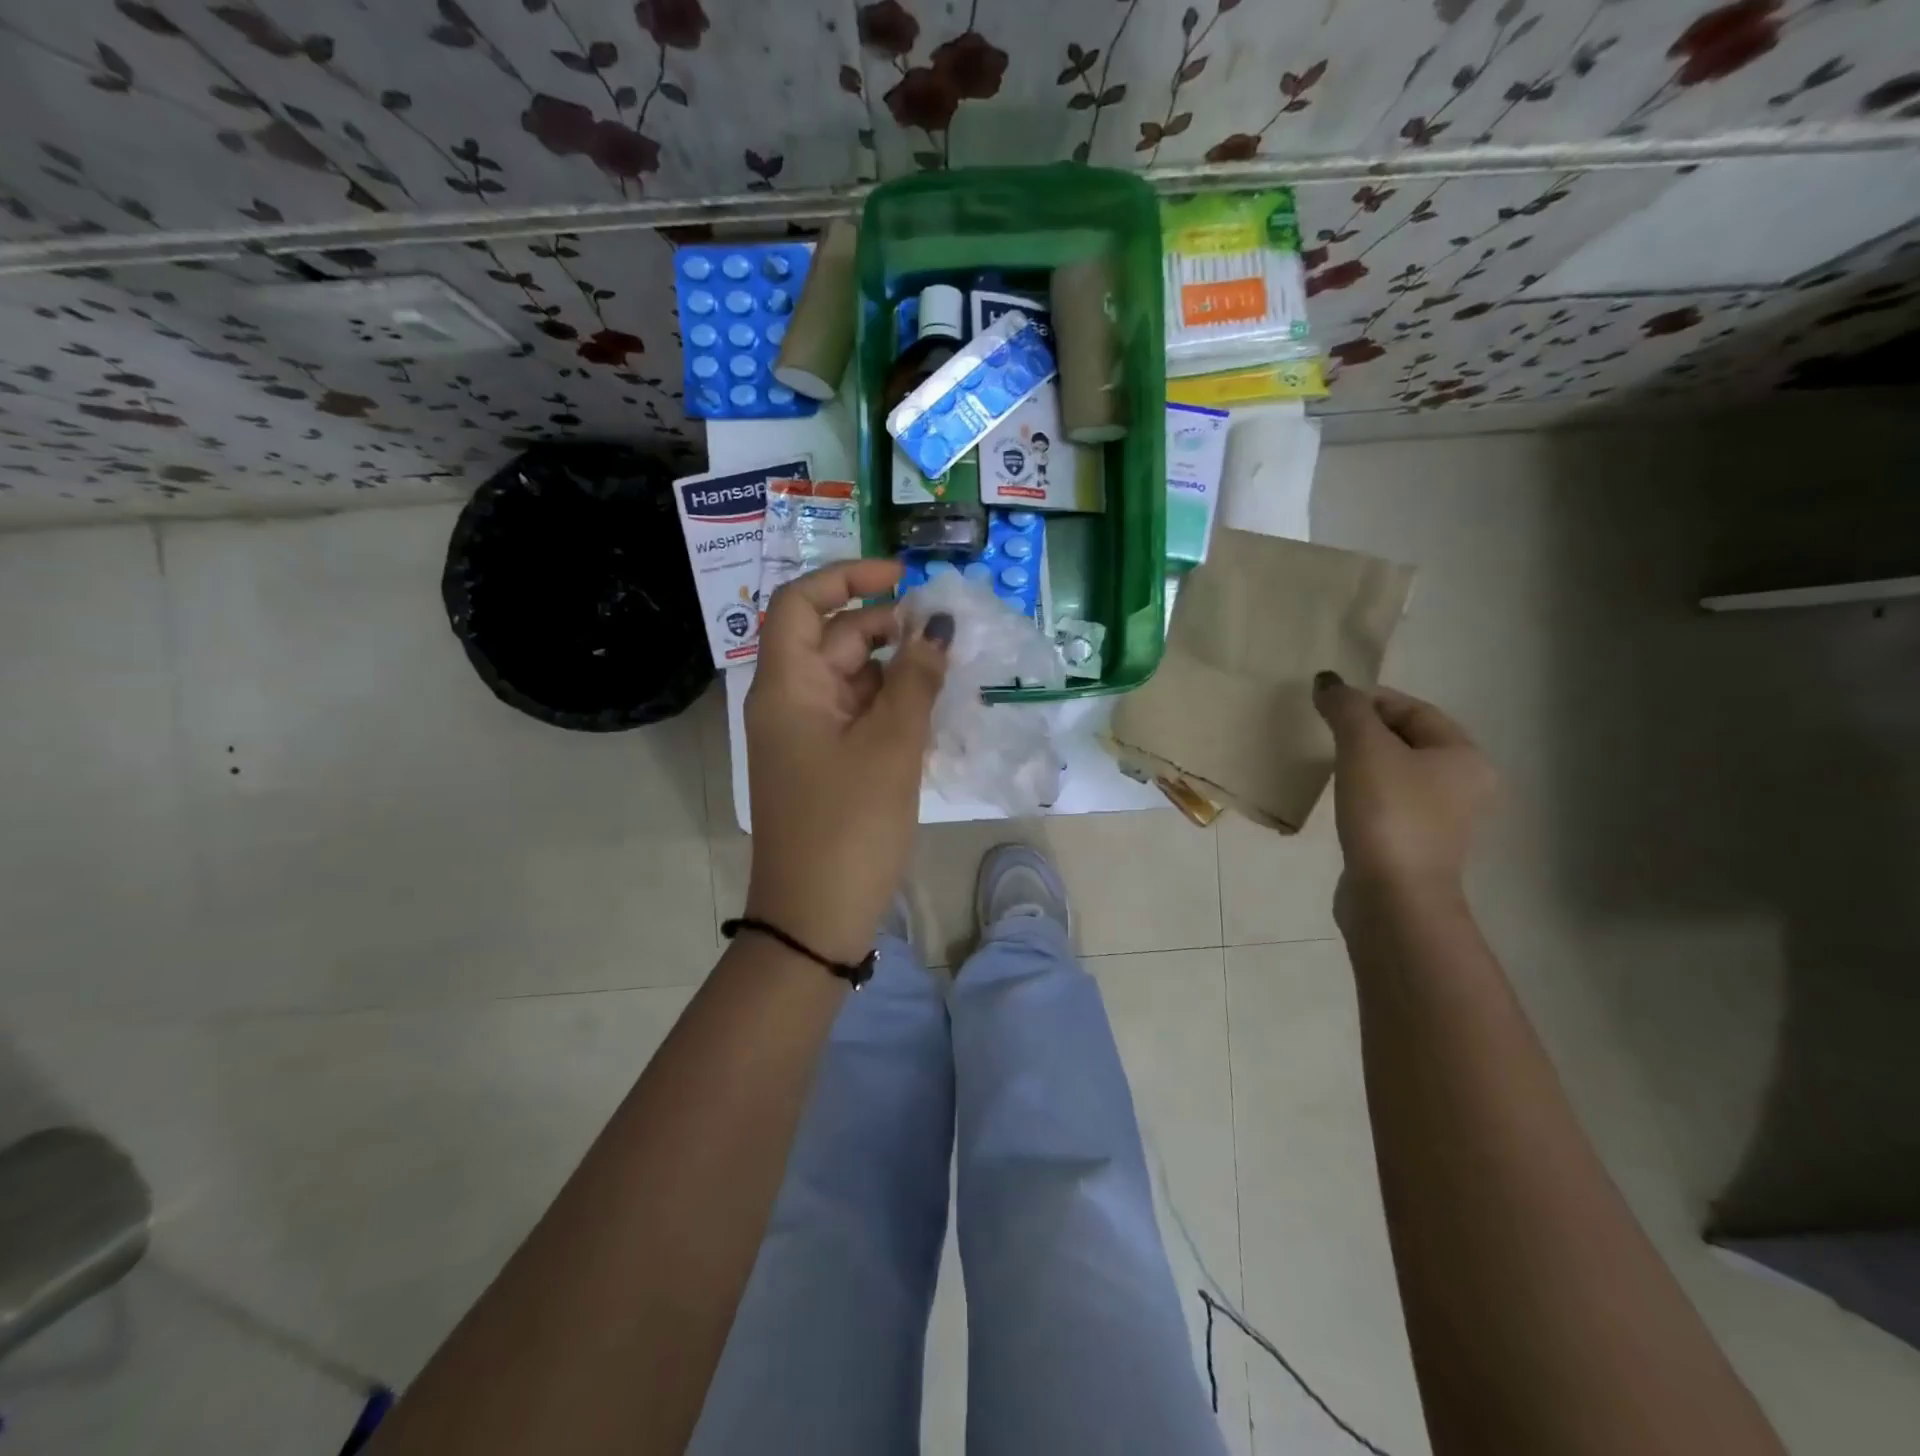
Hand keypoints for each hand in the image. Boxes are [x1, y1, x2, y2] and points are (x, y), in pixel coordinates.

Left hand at [742, 559, 951, 964]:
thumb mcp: (891, 745)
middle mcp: (790, 702)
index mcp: (787, 685)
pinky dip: (892, 709)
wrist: (815, 918)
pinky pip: (858, 718)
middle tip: (946, 636)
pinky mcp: (825, 766)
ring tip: (950, 676)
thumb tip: (936, 625)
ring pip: (853, 682)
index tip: (901, 578)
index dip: (847, 577)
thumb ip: (916, 678)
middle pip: (835, 641)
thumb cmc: (849, 825)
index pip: (801, 602)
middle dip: (888, 629)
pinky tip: (933, 716)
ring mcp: (807, 737)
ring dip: (897, 672)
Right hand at [1313, 671, 1494, 915]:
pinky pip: (1388, 802)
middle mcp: (1463, 785)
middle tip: (1325, 729)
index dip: (1371, 699)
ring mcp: (1441, 820)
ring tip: (1328, 760)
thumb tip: (1327, 681)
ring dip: (1364, 761)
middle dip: (1366, 729)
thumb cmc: (1388, 812)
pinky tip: (1340, 797)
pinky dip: (1364, 791)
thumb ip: (1346, 708)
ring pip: (1397, 772)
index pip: (1415, 710)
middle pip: (1409, 740)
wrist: (1393, 896)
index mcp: (1464, 757)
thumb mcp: (1364, 748)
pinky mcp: (1414, 845)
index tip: (1329, 703)